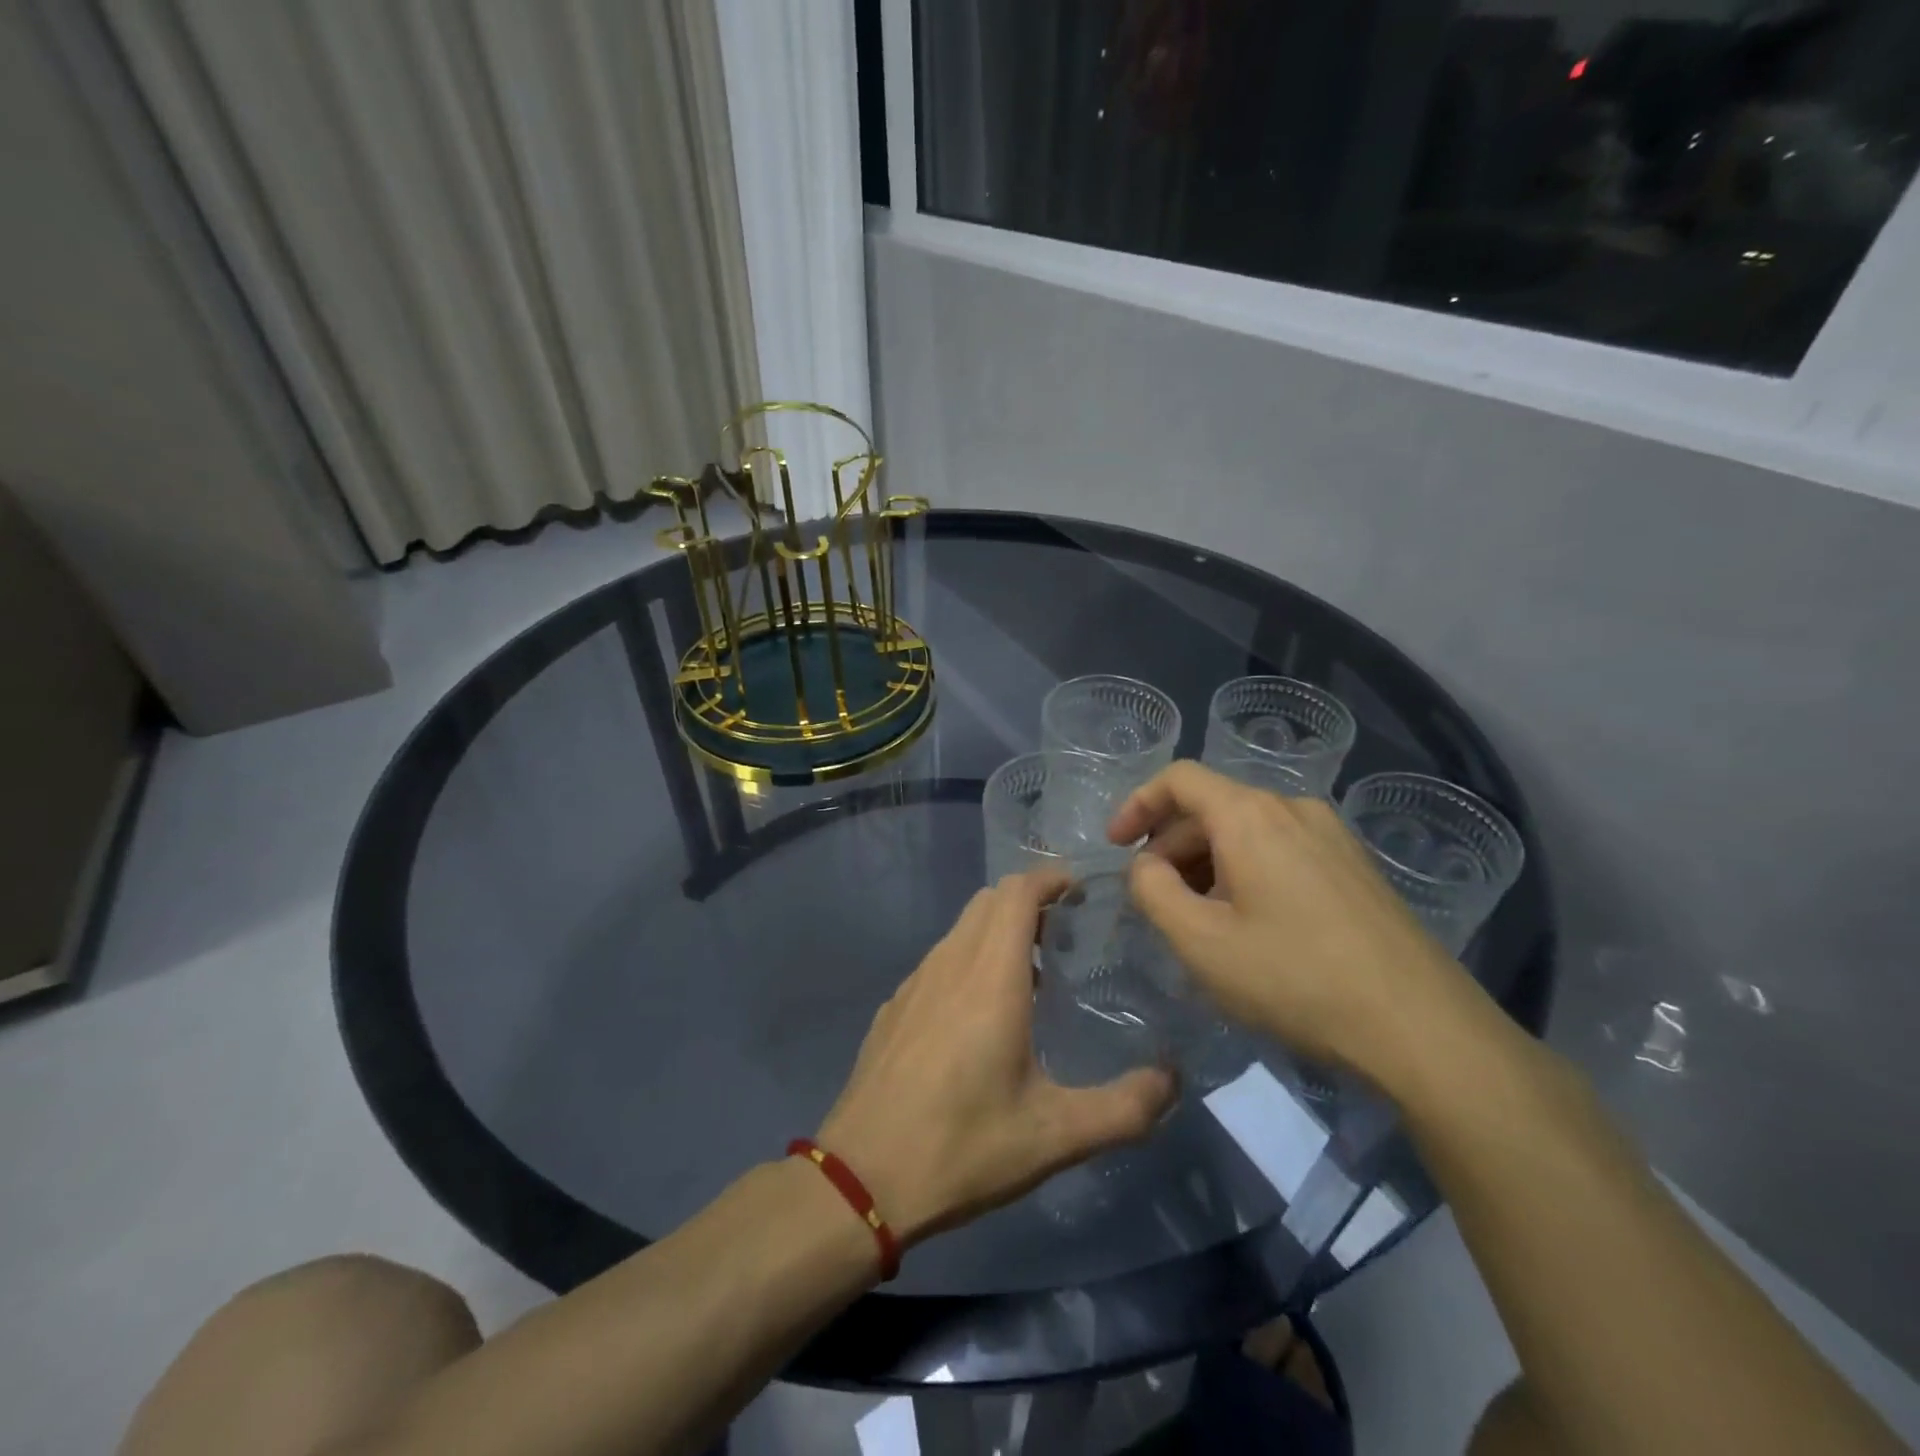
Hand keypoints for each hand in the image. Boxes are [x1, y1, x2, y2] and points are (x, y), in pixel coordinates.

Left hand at [818, 871, 1176, 1246]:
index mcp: (989, 977)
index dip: (1049, 878)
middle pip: (988, 901)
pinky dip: (968, 959)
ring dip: (996, 931)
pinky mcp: (894, 1008)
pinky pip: (939, 960)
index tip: (1081, 891)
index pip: (1016, 892)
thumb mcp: (1055, 1137)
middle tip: (1065, 934)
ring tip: (1031, 975)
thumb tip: (1172, 1079)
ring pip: (960, 929)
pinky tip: (979, 1014)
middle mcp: (949, 964)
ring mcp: (914, 984)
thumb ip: (1125, 1108)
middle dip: (1028, 901)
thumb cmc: (962, 1147)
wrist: (860, 1179)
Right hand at [1107, 762, 1483, 1085]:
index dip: (1137, 804)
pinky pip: (1281, 850)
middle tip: (1154, 901)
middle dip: (1170, 847)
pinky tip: (1249, 926)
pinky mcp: (1355, 867)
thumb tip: (1146, 865)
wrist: (1422, 1028)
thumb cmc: (1295, 979)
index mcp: (1251, 815)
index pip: (1179, 778)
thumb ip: (1152, 891)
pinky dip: (1245, 872)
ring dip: (1207, 863)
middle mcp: (1293, 808)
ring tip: (1198, 920)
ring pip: (1247, 831)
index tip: (1114, 845)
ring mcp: (1332, 836)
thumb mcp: (1200, 942)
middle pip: (1212, 807)